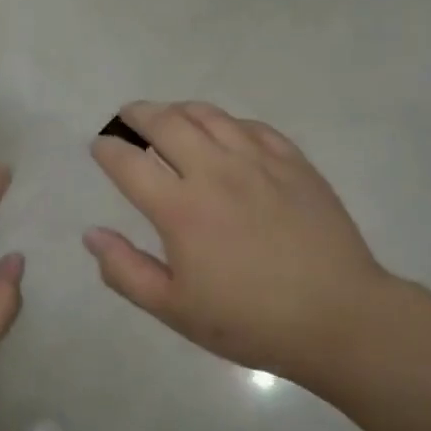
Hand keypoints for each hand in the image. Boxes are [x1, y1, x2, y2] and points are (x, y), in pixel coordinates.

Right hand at [85, 101, 394, 386]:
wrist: (339, 318)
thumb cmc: (249, 320)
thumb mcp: (174, 309)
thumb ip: (125, 270)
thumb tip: (91, 234)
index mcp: (180, 209)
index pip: (129, 162)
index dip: (107, 149)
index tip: (99, 146)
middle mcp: (215, 172)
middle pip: (166, 123)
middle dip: (137, 114)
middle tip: (127, 116)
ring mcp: (258, 162)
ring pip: (209, 116)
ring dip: (179, 110)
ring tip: (169, 116)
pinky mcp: (293, 162)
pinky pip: (251, 126)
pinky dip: (226, 122)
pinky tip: (224, 132)